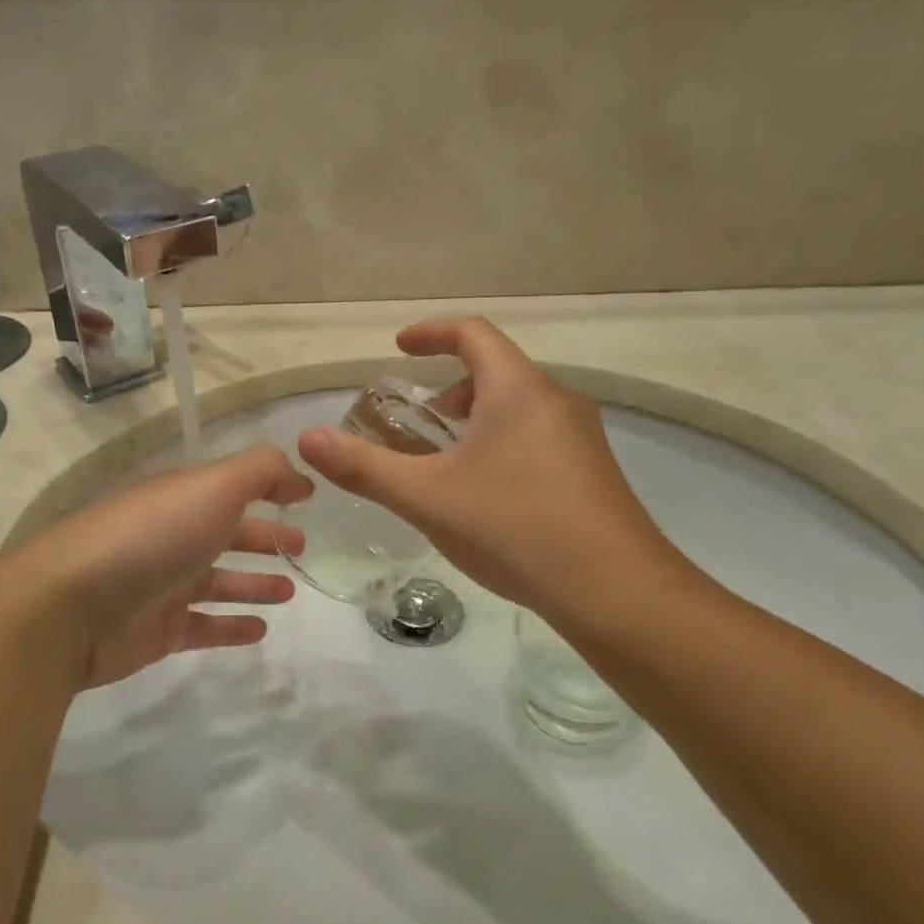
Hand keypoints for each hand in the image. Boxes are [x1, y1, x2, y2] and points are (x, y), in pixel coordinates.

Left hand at [4, 446, 311, 689]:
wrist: (70, 608)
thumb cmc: (151, 538)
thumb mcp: (213, 486)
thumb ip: (262, 472)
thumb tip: (301, 477)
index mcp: (183, 499)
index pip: (233, 489)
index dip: (270, 490)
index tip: (306, 500)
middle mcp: (173, 537)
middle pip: (226, 534)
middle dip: (264, 538)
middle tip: (302, 548)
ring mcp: (164, 586)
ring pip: (219, 582)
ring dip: (254, 583)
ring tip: (290, 590)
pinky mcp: (158, 631)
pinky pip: (205, 626)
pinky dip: (233, 626)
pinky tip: (262, 630)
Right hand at [298, 318, 694, 625]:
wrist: (615, 589)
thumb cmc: (514, 528)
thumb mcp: (427, 497)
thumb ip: (365, 467)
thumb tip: (308, 438)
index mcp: (518, 389)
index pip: (472, 334)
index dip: (431, 333)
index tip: (398, 348)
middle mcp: (556, 400)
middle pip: (495, 372)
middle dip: (448, 389)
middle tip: (415, 423)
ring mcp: (581, 437)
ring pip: (517, 408)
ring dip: (474, 421)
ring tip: (444, 465)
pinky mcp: (592, 472)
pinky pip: (536, 438)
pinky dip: (500, 445)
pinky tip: (486, 498)